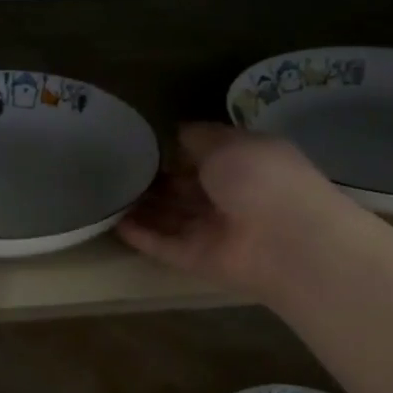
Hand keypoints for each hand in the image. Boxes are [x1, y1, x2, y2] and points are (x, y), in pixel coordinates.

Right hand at [117, 124, 339, 303]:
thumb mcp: (228, 143)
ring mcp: (213, 231)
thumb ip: (199, 137)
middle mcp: (230, 197)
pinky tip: (111, 222)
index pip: (206, 155)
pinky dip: (140, 235)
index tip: (143, 142)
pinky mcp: (197, 259)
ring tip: (107, 193)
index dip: (177, 149)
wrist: (285, 241)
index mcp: (245, 164)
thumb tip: (177, 133)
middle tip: (116, 168)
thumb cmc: (261, 178)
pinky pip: (163, 245)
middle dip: (156, 179)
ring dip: (143, 207)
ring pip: (171, 217)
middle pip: (186, 188)